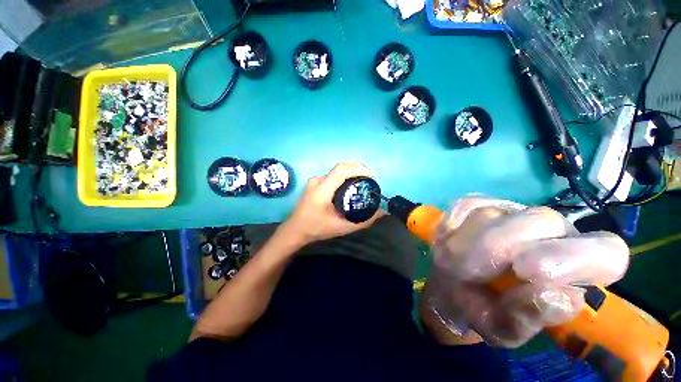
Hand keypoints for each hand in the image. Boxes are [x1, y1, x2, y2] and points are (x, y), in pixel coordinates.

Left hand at [280, 162, 383, 245]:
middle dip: (357, 167)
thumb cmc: (317, 229)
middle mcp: (317, 181)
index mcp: (322, 190)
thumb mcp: (342, 228)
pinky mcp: (314, 183)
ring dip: (351, 171)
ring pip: (336, 170)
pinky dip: (344, 175)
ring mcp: (314, 181)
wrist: (295, 230)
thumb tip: (381, 213)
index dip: (358, 169)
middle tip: (370, 178)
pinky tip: (350, 184)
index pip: (341, 171)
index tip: (371, 176)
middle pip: (340, 167)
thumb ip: (363, 221)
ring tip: (363, 180)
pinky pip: (332, 175)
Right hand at [422, 197, 628, 347]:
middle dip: (500, 247)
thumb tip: (563, 296)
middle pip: (544, 220)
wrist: (451, 285)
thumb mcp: (502, 328)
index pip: (606, 251)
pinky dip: (454, 222)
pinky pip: (466, 205)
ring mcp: (508, 211)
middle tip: (470, 271)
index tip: (528, 272)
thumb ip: (528, 318)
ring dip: (468, 242)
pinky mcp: (477, 203)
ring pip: (496, 214)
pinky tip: (449, 237)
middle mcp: (548, 231)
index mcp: (571, 266)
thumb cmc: (482, 309)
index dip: (576, 259)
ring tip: (455, 263)